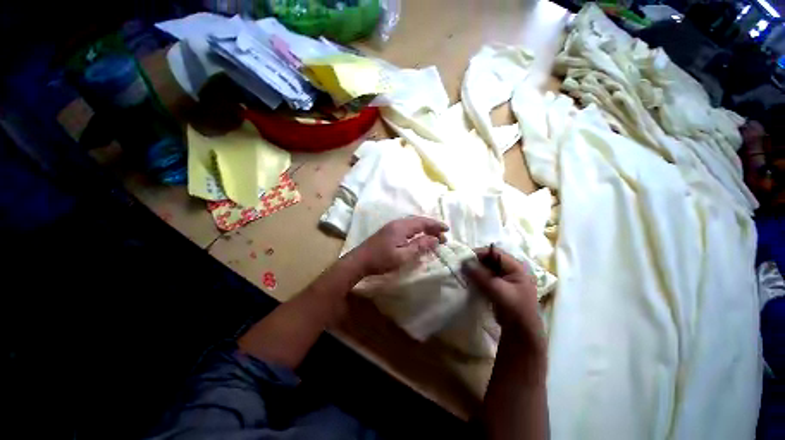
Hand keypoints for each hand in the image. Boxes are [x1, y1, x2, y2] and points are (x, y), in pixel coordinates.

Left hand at [350, 216, 447, 275]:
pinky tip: (419, 236)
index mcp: (402, 227)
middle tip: (443, 236)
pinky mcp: (389, 230)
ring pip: (413, 223)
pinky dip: (417, 230)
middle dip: (432, 227)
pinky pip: (407, 226)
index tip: (447, 230)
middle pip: (418, 221)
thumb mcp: (402, 256)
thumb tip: (435, 239)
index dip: (436, 225)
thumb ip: (419, 246)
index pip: (423, 222)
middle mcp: (398, 223)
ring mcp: (392, 226)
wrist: (359, 260)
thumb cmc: (381, 260)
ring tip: (434, 236)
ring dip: (425, 228)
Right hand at [463, 247, 543, 348]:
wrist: (521, 332)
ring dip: (476, 270)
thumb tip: (464, 262)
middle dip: (476, 262)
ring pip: (487, 269)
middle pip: (490, 260)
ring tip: (465, 274)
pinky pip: (487, 277)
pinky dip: (478, 278)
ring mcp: (506, 279)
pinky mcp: (500, 287)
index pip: (495, 252)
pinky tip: (470, 281)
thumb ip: (480, 275)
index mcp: (516, 267)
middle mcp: (511, 270)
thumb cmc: (513, 308)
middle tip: (463, 266)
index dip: (480, 253)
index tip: (465, 258)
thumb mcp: (496, 289)